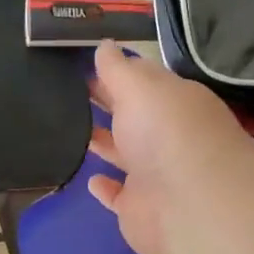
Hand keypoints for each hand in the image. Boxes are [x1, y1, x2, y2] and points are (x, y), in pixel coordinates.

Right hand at [85, 41, 253, 253]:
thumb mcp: (139, 86)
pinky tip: (90, 178)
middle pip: (131, 115)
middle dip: (105, 103)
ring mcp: (154, 173)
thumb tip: (104, 45)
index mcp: (172, 101)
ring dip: (102, 142)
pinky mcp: (139, 208)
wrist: (190, 204)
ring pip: (123, 153)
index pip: (142, 80)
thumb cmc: (165, 132)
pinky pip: (117, 195)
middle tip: (64, 91)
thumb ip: (117, 68)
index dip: (114, 70)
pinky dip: (105, 187)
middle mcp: (166, 135)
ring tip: (68, 129)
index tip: (79, 63)